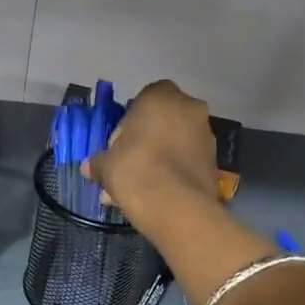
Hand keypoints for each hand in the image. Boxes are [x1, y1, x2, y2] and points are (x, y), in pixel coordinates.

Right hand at [84, 80, 218, 225]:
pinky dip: (174, 174)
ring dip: (160, 159)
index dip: (128, 124)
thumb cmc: (135, 169)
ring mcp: (207, 135)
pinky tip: (156, 196)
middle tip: (128, 166)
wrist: (176, 206)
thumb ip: (98, 162)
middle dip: (146, 142)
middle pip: (162, 122)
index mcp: (161, 97)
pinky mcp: (215, 162)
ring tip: (139, 188)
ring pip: (176, 143)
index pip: (142, 100)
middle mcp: (190, 108)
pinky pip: (187, 162)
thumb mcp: (106, 164)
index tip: (118, 146)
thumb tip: (89, 168)